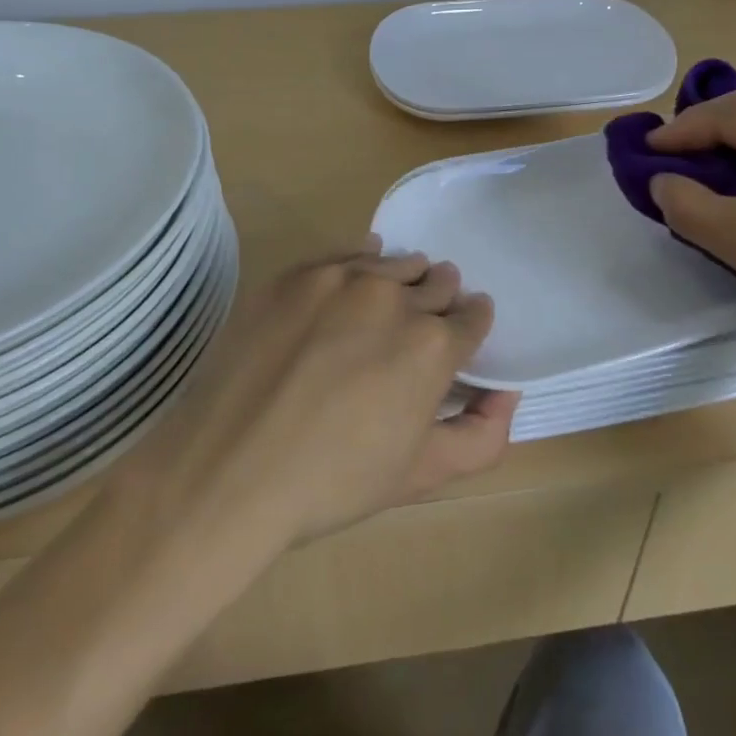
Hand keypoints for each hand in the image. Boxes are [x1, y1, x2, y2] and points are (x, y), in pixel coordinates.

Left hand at [115, 240, 515, 553]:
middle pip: (438, 281)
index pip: (474, 315)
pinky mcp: (299, 273)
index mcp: (434, 345)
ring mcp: (343, 278)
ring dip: (402, 281)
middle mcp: (396, 298)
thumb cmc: (332, 483)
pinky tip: (353, 280)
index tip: (456, 338)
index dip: (469, 327)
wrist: (226, 472)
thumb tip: (509, 394)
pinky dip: (362, 262)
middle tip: (417, 328)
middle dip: (439, 301)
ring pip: (396, 263)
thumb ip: (482, 436)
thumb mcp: (421, 475)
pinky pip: (349, 252)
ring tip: (382, 309)